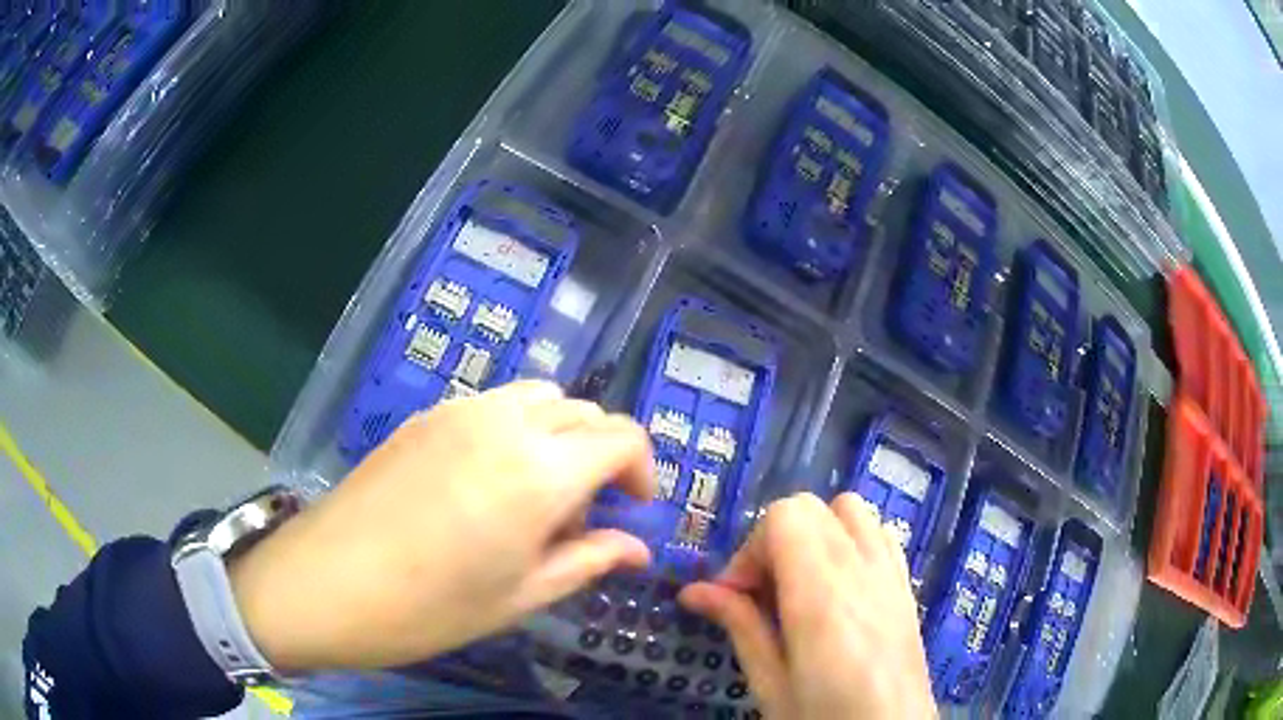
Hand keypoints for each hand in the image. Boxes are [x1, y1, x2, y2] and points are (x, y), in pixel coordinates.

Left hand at [229, 380, 655, 671]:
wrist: (325, 584)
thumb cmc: (428, 608)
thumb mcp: (519, 597)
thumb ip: (587, 561)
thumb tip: (636, 548)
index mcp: (539, 472)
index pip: (622, 438)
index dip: (642, 471)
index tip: (634, 511)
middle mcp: (506, 424)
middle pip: (584, 411)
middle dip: (602, 455)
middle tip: (582, 516)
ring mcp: (460, 411)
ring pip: (540, 397)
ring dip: (560, 435)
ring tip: (536, 493)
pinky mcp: (426, 415)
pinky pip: (494, 404)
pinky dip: (517, 429)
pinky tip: (486, 482)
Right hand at [680, 493, 935, 719]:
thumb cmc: (824, 718)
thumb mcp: (770, 683)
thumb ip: (739, 625)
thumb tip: (693, 591)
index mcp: (822, 592)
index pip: (785, 516)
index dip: (751, 549)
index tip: (736, 596)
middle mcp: (861, 568)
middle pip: (812, 507)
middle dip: (775, 541)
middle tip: (762, 596)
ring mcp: (891, 573)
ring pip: (850, 511)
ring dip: (816, 534)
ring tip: (801, 586)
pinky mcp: (906, 585)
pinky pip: (880, 534)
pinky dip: (851, 542)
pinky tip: (839, 589)